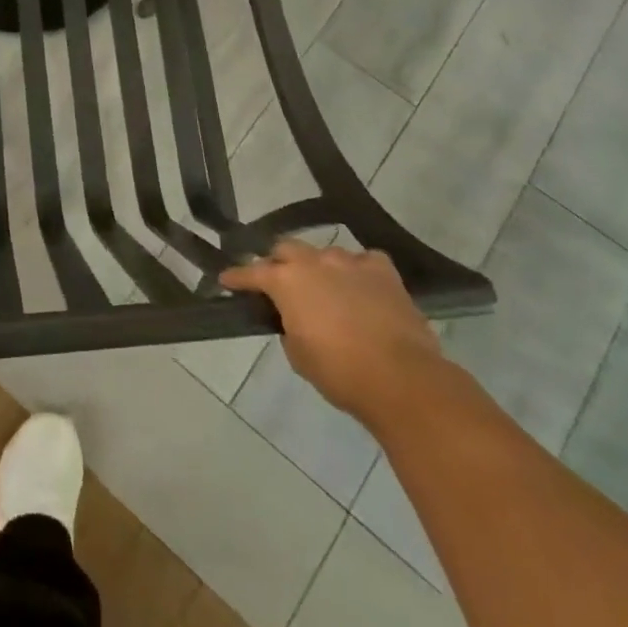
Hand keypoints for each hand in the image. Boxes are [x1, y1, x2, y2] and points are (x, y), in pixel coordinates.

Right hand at [221, 240, 443, 426]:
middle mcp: (313, 262)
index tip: (226, 279)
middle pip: (286, 248)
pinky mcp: (383, 271)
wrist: (401, 378)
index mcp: (286, 281)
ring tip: (324, 287)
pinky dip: (357, 271)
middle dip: (278, 262)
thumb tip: (295, 319)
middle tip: (278, 282)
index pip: (251, 272)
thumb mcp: (298, 355)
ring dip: (319, 267)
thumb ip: (289, 328)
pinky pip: (363, 261)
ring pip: (325, 253)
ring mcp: (350, 262)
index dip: (237, 277)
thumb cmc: (339, 372)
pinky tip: (360, 284)